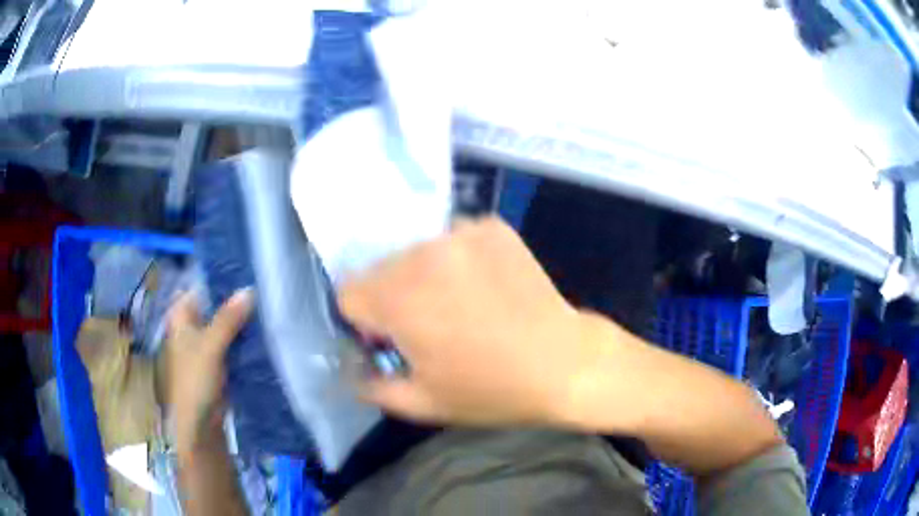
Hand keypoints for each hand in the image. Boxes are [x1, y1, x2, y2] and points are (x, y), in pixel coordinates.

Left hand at [166, 289, 253, 453]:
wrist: (199, 424)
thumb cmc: (194, 380)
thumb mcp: (210, 346)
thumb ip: (228, 318)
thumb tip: (250, 289)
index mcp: (181, 318)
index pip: (201, 288)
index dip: (220, 280)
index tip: (246, 272)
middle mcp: (191, 328)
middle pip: (215, 308)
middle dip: (236, 301)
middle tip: (263, 288)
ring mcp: (205, 347)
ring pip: (225, 327)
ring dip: (242, 322)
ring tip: (268, 307)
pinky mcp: (218, 364)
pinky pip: (232, 345)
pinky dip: (245, 340)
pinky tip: (264, 334)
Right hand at [338, 217, 599, 425]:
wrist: (563, 364)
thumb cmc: (491, 390)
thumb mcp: (421, 403)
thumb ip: (371, 385)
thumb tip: (353, 365)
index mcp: (397, 297)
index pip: (348, 292)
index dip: (366, 320)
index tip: (394, 337)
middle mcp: (422, 253)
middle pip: (380, 269)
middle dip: (393, 296)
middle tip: (431, 324)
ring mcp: (461, 233)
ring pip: (416, 251)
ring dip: (425, 275)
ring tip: (461, 303)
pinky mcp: (491, 226)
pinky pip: (454, 238)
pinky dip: (460, 259)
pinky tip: (486, 284)